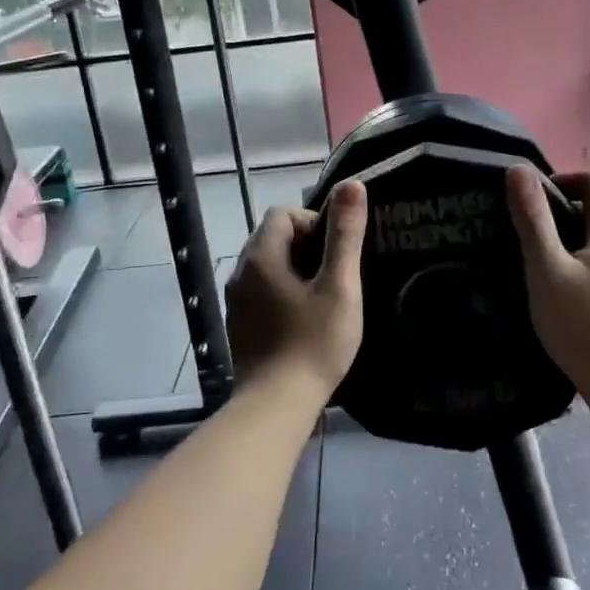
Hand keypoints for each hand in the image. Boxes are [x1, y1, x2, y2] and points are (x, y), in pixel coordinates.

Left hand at [226, 179, 367, 394]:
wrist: (276, 405)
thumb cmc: (313, 343)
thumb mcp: (339, 286)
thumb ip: (345, 235)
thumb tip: (352, 185)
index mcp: (261, 256)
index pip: (283, 214)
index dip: (313, 222)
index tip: (336, 253)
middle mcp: (240, 272)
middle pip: (273, 237)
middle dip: (307, 246)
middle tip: (336, 276)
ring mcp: (236, 300)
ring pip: (268, 266)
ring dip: (296, 271)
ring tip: (324, 298)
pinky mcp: (240, 324)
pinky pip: (262, 291)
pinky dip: (283, 293)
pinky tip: (304, 320)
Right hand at [506, 167, 589, 394]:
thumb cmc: (582, 325)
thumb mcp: (546, 269)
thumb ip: (532, 218)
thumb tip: (517, 170)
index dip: (561, 181)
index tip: (532, 209)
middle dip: (571, 206)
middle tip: (538, 234)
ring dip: (584, 231)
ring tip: (554, 260)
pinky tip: (579, 285)